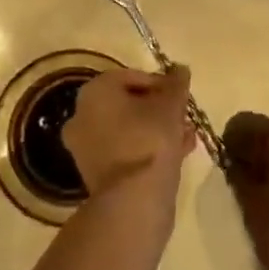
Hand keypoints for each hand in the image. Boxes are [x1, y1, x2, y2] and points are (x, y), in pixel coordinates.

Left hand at [62, 65, 194, 199]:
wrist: (133, 200)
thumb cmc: (150, 140)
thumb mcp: (171, 105)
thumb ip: (177, 84)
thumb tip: (180, 69)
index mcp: (95, 91)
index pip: (131, 77)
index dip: (161, 84)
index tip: (182, 95)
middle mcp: (82, 115)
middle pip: (128, 104)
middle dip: (159, 109)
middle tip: (184, 116)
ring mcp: (85, 147)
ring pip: (127, 130)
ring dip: (156, 130)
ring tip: (186, 137)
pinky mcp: (95, 174)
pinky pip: (124, 151)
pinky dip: (146, 149)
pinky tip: (176, 154)